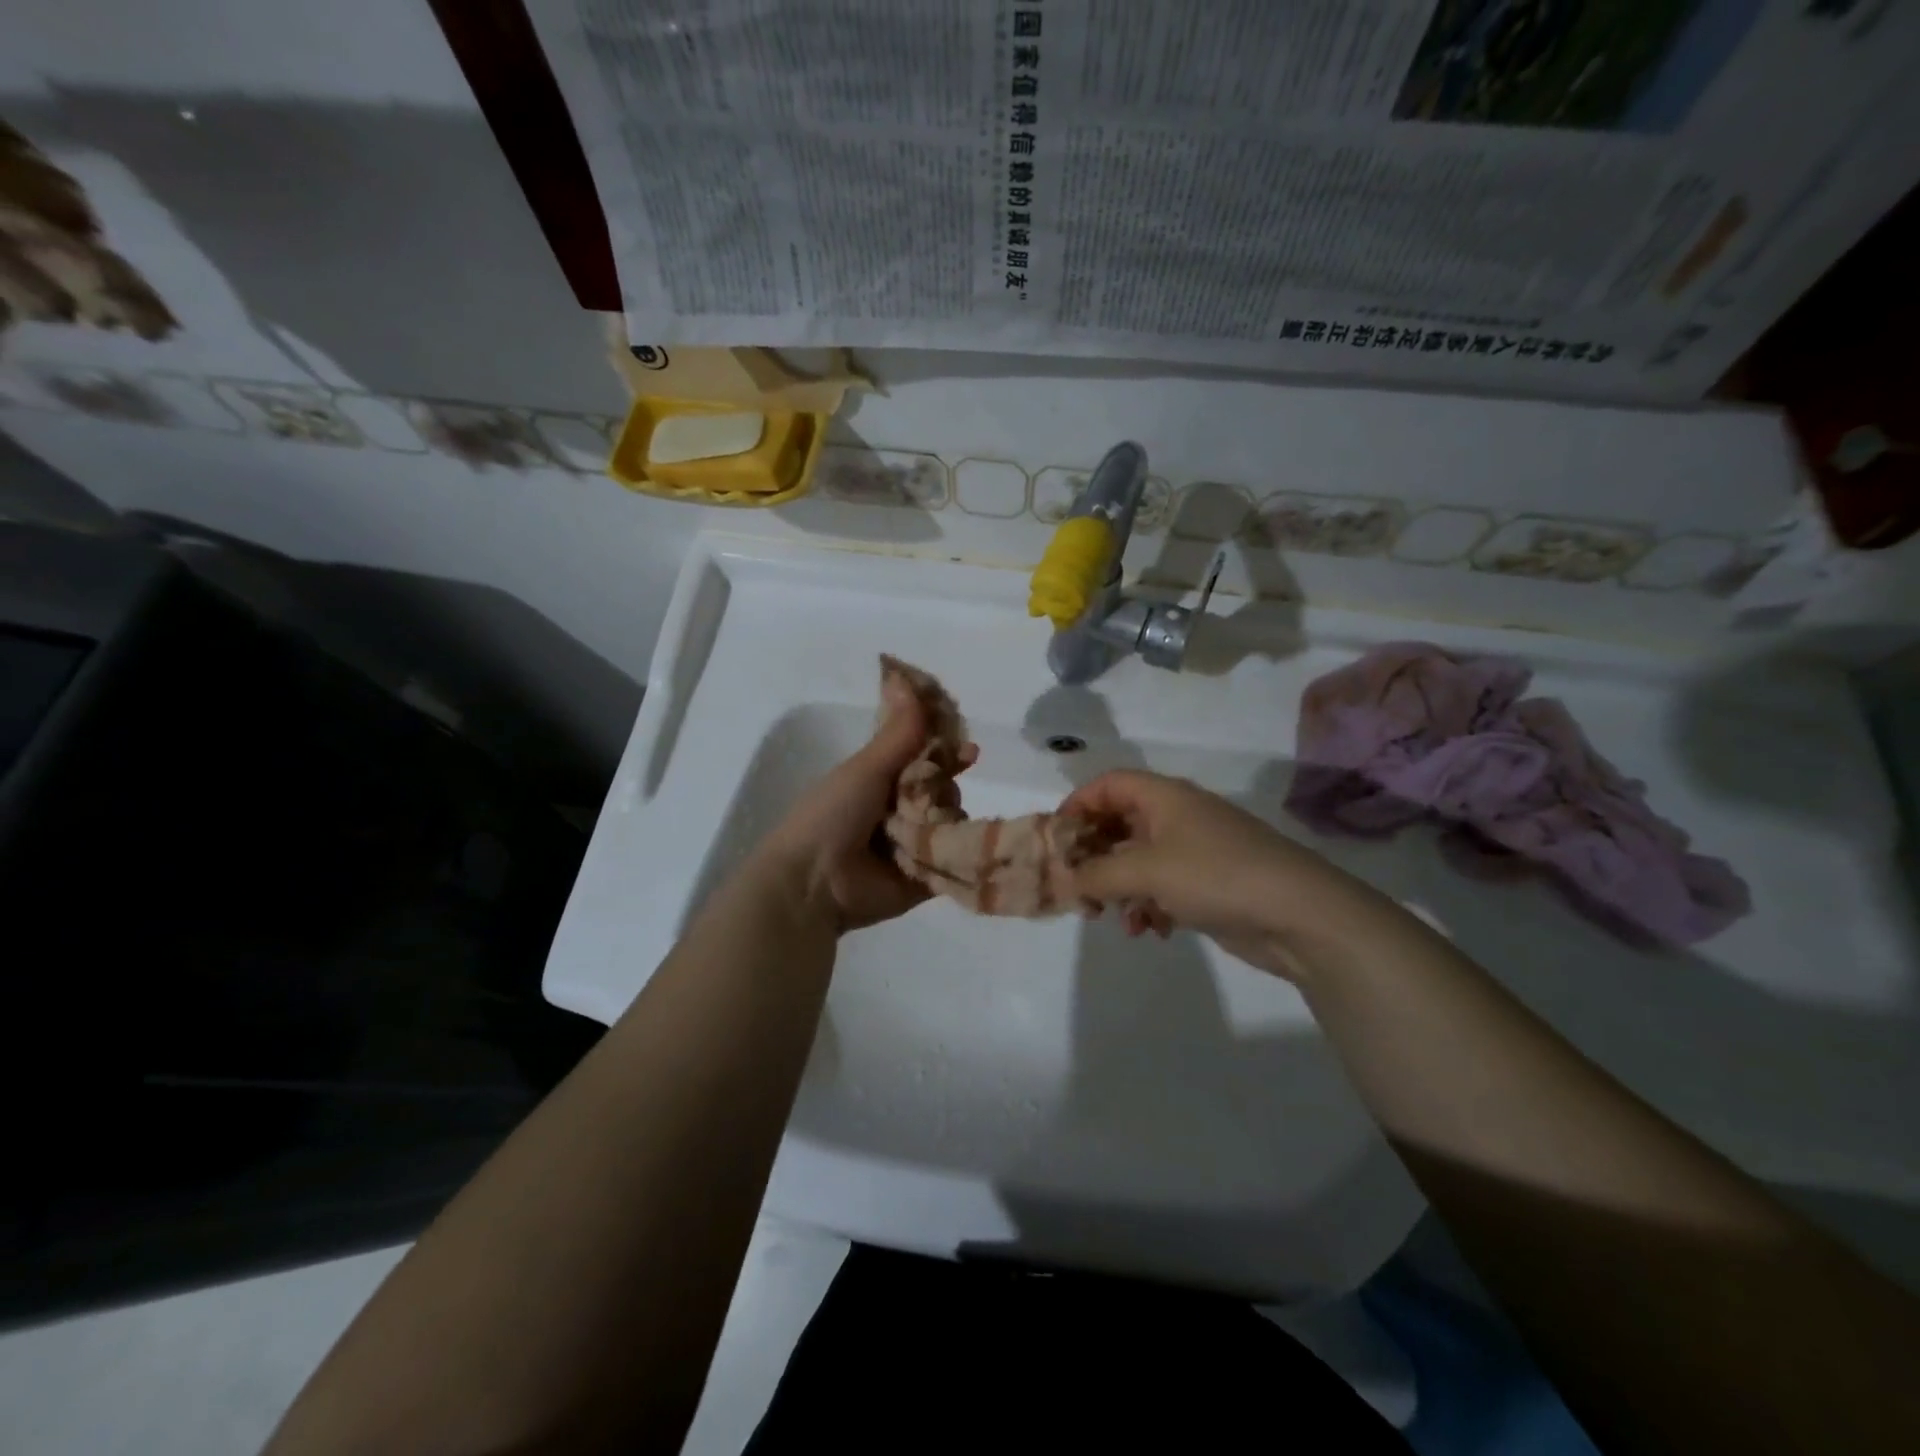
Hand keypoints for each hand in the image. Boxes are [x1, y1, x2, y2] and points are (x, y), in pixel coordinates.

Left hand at [754, 674, 974, 934]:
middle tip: (937, 794)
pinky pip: (954, 861)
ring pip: (951, 823)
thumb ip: (899, 731)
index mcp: (880, 781)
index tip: (968, 750)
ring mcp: (913, 846)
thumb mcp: (866, 768)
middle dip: (945, 788)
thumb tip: (907, 677)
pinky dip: (960, 853)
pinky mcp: (925, 880)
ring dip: (948, 821)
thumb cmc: (833, 816)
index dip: (946, 751)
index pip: (923, 758)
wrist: (814, 883)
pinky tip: (964, 846)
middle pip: (942, 789)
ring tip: (931, 828)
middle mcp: (898, 811)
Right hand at [1061, 770, 1376, 980]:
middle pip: (1119, 824)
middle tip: (1076, 887)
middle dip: (1094, 856)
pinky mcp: (1208, 884)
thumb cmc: (1216, 875)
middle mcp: (1177, 817)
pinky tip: (1151, 931)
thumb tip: (1064, 880)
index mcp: (1163, 797)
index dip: (1077, 806)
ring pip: (1138, 861)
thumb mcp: (1146, 870)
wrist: (1299, 914)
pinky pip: (1162, 887)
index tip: (1056, 841)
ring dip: (1119, 888)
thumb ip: (1098, 873)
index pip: (1108, 785)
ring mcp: (1194, 851)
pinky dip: (1149, 906)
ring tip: (1111, 918)